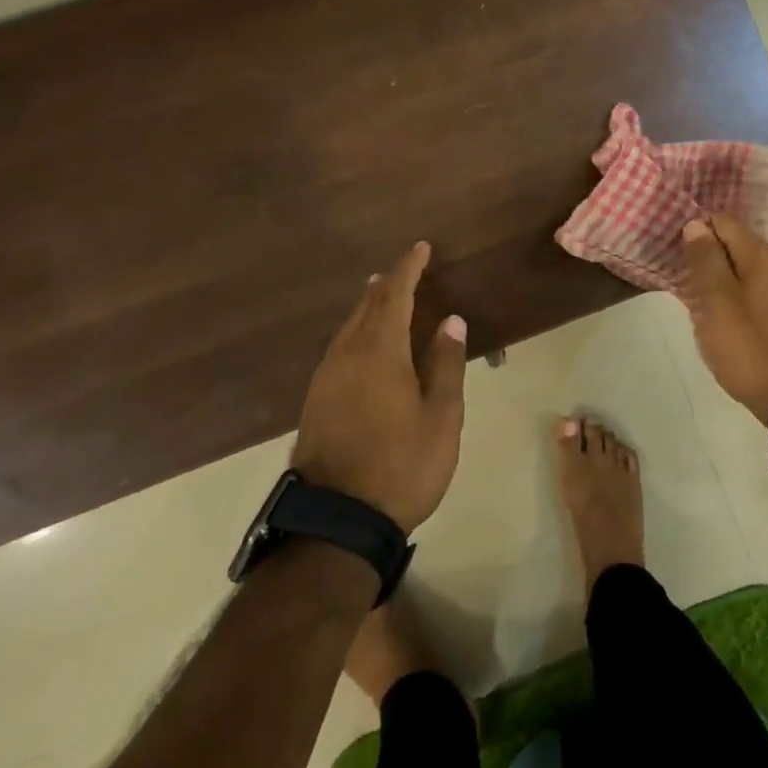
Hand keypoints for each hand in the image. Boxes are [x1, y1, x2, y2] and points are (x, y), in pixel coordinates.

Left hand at [291, 241, 467, 530]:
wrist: (336, 520)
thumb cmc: (401, 466)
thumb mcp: (442, 417)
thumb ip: (446, 364)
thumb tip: (451, 321)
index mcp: (380, 352)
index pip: (393, 295)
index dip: (408, 268)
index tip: (421, 247)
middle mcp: (346, 355)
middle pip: (365, 306)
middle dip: (386, 283)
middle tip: (406, 268)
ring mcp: (325, 378)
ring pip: (348, 327)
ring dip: (368, 305)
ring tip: (383, 293)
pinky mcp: (316, 400)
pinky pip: (339, 347)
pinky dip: (357, 331)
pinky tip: (364, 342)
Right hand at [678, 216, 767, 423]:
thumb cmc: (751, 349)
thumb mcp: (717, 304)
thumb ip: (706, 261)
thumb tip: (696, 224)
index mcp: (764, 255)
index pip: (724, 222)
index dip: (696, 230)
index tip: (675, 250)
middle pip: (738, 245)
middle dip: (710, 256)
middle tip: (684, 278)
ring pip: (751, 270)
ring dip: (726, 278)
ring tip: (702, 300)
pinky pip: (763, 291)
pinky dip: (743, 295)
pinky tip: (730, 317)